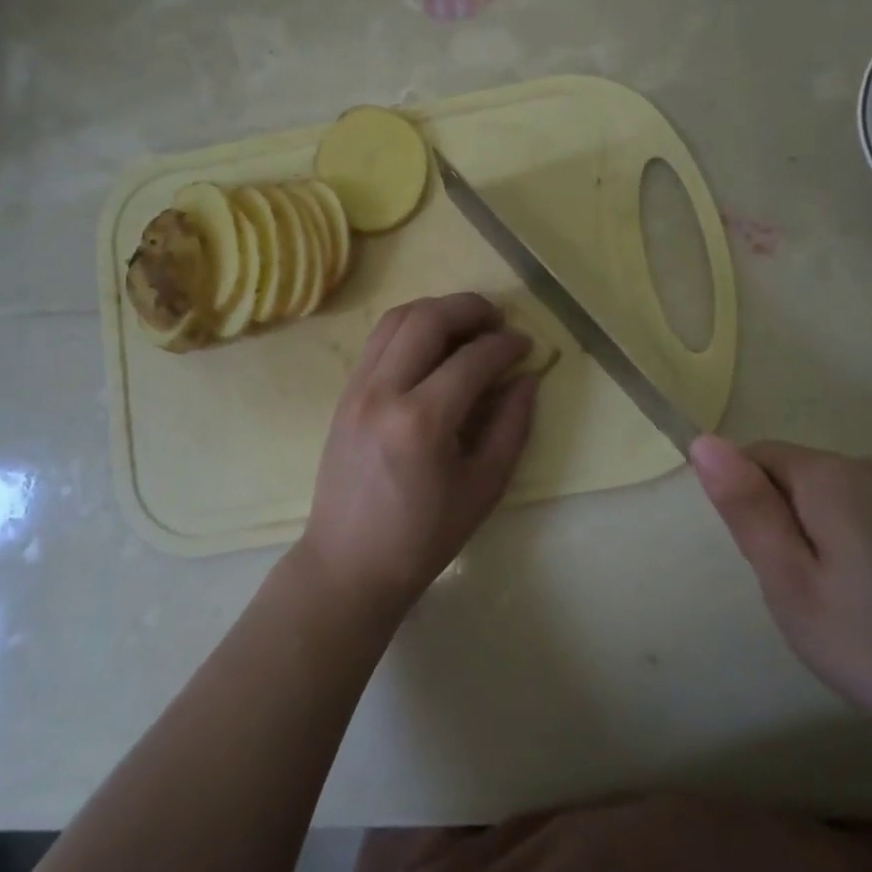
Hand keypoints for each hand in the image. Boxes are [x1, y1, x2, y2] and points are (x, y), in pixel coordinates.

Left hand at [297, 293, 539, 618]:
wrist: (349, 564)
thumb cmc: (423, 537)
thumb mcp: (483, 488)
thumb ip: (512, 427)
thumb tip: (526, 378)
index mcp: (421, 422)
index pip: (472, 359)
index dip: (506, 345)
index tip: (527, 346)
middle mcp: (384, 392)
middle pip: (428, 319)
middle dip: (469, 308)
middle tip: (498, 319)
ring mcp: (357, 388)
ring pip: (397, 318)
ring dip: (437, 309)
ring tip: (467, 323)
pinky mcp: (345, 392)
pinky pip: (379, 339)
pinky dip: (410, 326)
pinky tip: (432, 343)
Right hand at [690, 435, 871, 757]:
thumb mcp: (794, 584)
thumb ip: (747, 509)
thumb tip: (703, 440)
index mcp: (826, 475)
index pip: (752, 457)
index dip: (745, 506)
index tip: (766, 563)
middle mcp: (862, 467)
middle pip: (788, 476)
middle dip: (777, 525)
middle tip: (798, 593)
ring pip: (821, 501)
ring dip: (810, 541)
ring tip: (834, 606)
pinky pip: (856, 517)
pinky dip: (845, 550)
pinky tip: (871, 605)